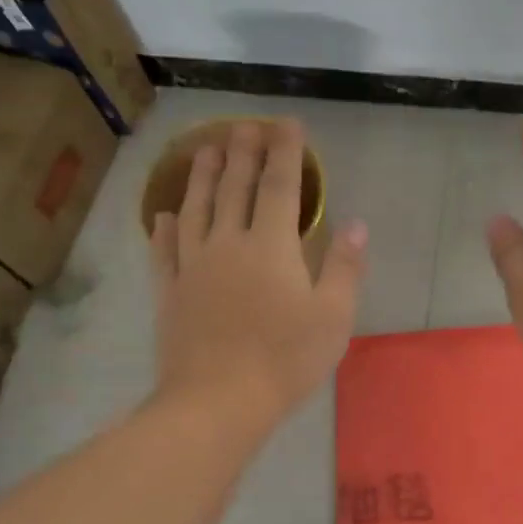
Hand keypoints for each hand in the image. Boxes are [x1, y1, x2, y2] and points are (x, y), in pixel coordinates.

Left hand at [150, 120, 366, 425]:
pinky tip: (165, 215)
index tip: (287, 123)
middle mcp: (229, 243)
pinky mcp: (170, 293)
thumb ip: (345, 266)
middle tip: (244, 124)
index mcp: (271, 246)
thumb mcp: (333, 316)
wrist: (218, 400)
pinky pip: (165, 252)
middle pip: (234, 188)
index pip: (280, 186)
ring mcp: (193, 267)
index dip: (286, 152)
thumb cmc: (286, 358)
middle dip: (242, 152)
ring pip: (196, 209)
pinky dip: (165, 229)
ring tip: (205, 150)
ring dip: (201, 176)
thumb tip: (357, 224)